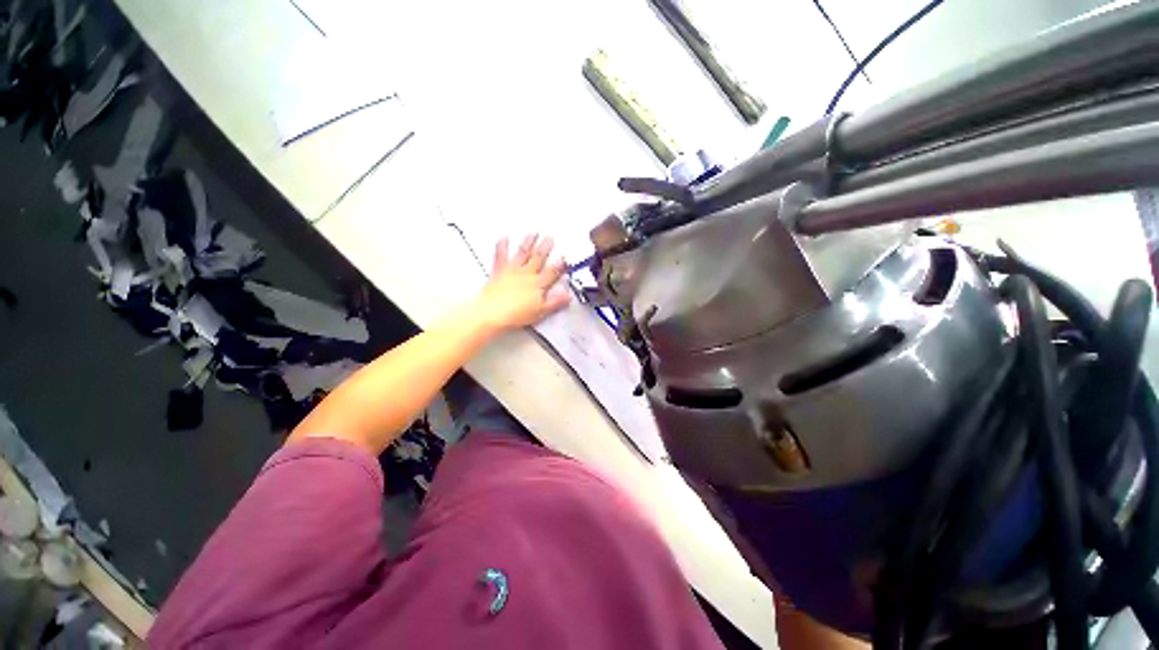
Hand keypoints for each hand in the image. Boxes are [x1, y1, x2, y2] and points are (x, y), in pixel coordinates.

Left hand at [473, 234, 570, 332]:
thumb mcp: (540, 312)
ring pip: (523, 253)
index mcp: (538, 284)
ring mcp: (512, 270)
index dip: (559, 265)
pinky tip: (504, 238)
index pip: (552, 272)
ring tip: (533, 233)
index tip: (564, 257)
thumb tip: (568, 297)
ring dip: (528, 242)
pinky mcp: (499, 271)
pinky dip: (502, 246)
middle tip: (550, 238)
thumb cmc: (515, 314)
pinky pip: (501, 256)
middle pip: (538, 258)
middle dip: (545, 248)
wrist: (493, 312)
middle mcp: (526, 274)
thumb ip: (555, 302)